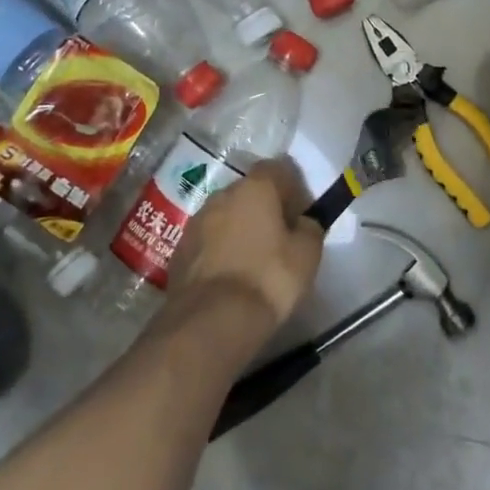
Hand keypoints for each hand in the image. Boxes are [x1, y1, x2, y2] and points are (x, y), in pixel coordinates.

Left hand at [165, 160, 322, 337]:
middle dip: (265, 208)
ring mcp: (196, 222)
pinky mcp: (180, 250)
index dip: (294, 187)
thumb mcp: (307, 254)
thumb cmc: (268, 279)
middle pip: (249, 191)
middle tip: (280, 237)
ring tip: (254, 260)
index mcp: (255, 188)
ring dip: (240, 228)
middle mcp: (221, 195)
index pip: (278, 168)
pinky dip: (221, 250)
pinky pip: (208, 240)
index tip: (302, 214)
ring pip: (226, 215)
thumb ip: (310, 228)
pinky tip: (231, 276)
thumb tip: (304, 221)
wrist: (212, 320)